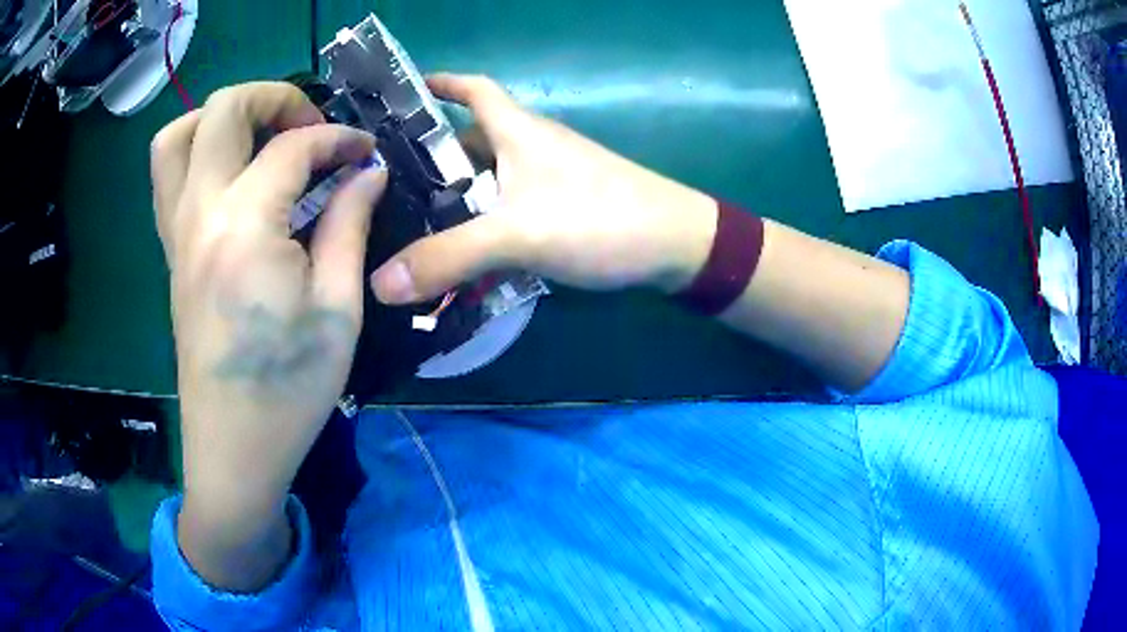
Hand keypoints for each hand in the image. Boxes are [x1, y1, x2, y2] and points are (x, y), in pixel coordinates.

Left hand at [151, 82, 386, 589]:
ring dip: (222, 119)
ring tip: (261, 140)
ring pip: (177, 136)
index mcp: (245, 228)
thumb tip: (366, 172)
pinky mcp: (171, 253)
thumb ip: (350, 225)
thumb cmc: (290, 391)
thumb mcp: (338, 311)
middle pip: (222, 110)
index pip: (292, 146)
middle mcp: (199, 214)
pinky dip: (198, 152)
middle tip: (309, 128)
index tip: (366, 153)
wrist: (233, 449)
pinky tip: (233, 178)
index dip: (338, 138)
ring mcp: (176, 233)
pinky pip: (168, 176)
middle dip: (274, 98)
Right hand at [370, 73, 718, 304]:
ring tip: (411, 226)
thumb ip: (448, 257)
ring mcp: (550, 179)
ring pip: (489, 179)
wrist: (677, 246)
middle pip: (471, 141)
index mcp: (518, 130)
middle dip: (431, 159)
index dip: (439, 84)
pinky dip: (484, 224)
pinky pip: (509, 208)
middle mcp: (532, 146)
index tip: (402, 94)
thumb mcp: (517, 234)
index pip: (474, 89)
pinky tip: (464, 253)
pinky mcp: (563, 208)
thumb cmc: (599, 219)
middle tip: (386, 189)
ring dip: (456, 197)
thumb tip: (381, 285)